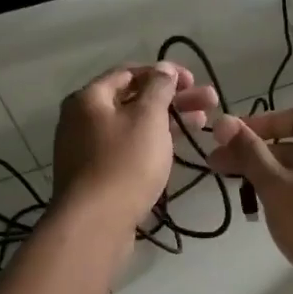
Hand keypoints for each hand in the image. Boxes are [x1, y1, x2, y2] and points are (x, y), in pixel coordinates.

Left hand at [51, 63, 218, 234]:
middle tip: (209, 102)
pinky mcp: (98, 176)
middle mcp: (83, 119)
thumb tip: (163, 69)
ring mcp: (88, 150)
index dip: (164, 73)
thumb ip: (159, 89)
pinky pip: (128, 150)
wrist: (95, 224)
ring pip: (134, 126)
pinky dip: (153, 144)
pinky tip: (176, 149)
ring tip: (203, 123)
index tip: (194, 81)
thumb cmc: (124, 163)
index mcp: (89, 98)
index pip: (129, 73)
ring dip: (168, 122)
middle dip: (173, 98)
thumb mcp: (148, 118)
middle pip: (133, 100)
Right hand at [208, 107, 292, 293]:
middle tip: (219, 167)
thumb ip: (251, 155)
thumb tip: (224, 122)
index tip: (226, 138)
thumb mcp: (278, 189)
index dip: (258, 125)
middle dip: (258, 156)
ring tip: (239, 191)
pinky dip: (291, 196)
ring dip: (271, 178)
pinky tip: (268, 210)